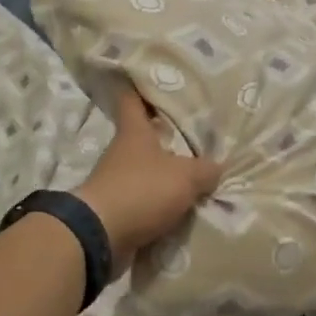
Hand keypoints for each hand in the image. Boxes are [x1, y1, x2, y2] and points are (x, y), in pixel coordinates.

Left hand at [76, 89, 222, 261]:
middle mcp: (121, 153)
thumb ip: (205, 170)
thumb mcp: (185, 176)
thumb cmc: (141, 190)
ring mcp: (115, 183)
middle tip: (195, 136)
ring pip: (144, 171)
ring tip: (195, 178)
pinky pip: (143, 202)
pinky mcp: (115, 211)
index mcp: (134, 132)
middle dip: (165, 137)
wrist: (99, 237)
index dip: (139, 86)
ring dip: (164, 176)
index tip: (149, 77)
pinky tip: (180, 210)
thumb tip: (217, 168)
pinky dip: (158, 206)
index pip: (132, 99)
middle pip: (143, 137)